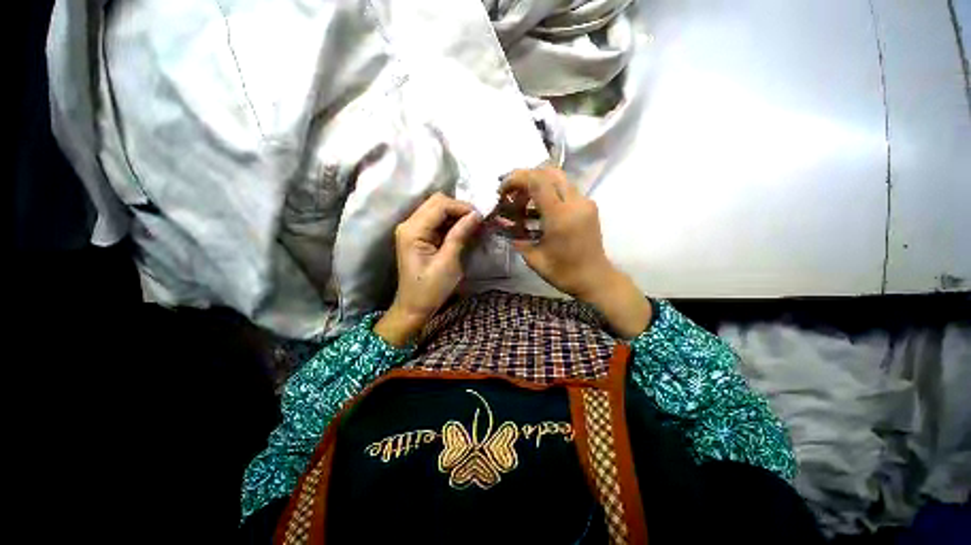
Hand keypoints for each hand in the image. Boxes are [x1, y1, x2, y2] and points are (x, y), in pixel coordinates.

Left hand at [374, 193, 481, 345]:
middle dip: (461, 209)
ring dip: (459, 215)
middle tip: (480, 221)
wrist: (414, 308)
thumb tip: (477, 214)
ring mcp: (414, 229)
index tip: (483, 217)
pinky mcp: (420, 237)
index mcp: (413, 230)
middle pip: (438, 203)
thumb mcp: (448, 262)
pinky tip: (467, 231)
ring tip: (477, 226)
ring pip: (439, 210)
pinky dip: (454, 224)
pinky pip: (439, 222)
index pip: (440, 205)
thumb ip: (460, 235)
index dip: (463, 207)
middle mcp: (410, 224)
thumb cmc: (430, 289)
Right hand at [501, 167, 651, 337]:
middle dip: (526, 178)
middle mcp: (575, 203)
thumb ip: (518, 239)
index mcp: (560, 216)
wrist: (595, 279)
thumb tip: (505, 227)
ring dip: (537, 185)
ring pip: (558, 179)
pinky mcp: (588, 206)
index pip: (537, 181)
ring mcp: (585, 203)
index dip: (516, 179)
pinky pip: (566, 190)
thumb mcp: (534, 259)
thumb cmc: (564, 273)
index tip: (502, 190)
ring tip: (523, 203)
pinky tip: (538, 210)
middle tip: (512, 193)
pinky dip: (549, 193)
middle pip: (549, 172)